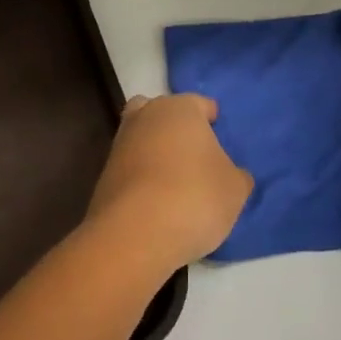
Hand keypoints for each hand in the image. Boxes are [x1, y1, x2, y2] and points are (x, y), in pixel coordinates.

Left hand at [85, 94, 252, 274]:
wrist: (134, 235)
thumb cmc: (195, 197)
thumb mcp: (235, 189)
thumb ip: (236, 175)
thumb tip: (232, 175)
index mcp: (180, 109)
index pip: (200, 104)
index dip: (212, 119)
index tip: (219, 134)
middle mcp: (145, 117)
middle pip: (162, 113)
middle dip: (175, 127)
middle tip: (194, 153)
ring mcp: (119, 145)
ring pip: (142, 138)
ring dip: (156, 152)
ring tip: (177, 181)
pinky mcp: (104, 175)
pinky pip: (131, 167)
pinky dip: (142, 177)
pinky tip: (158, 200)